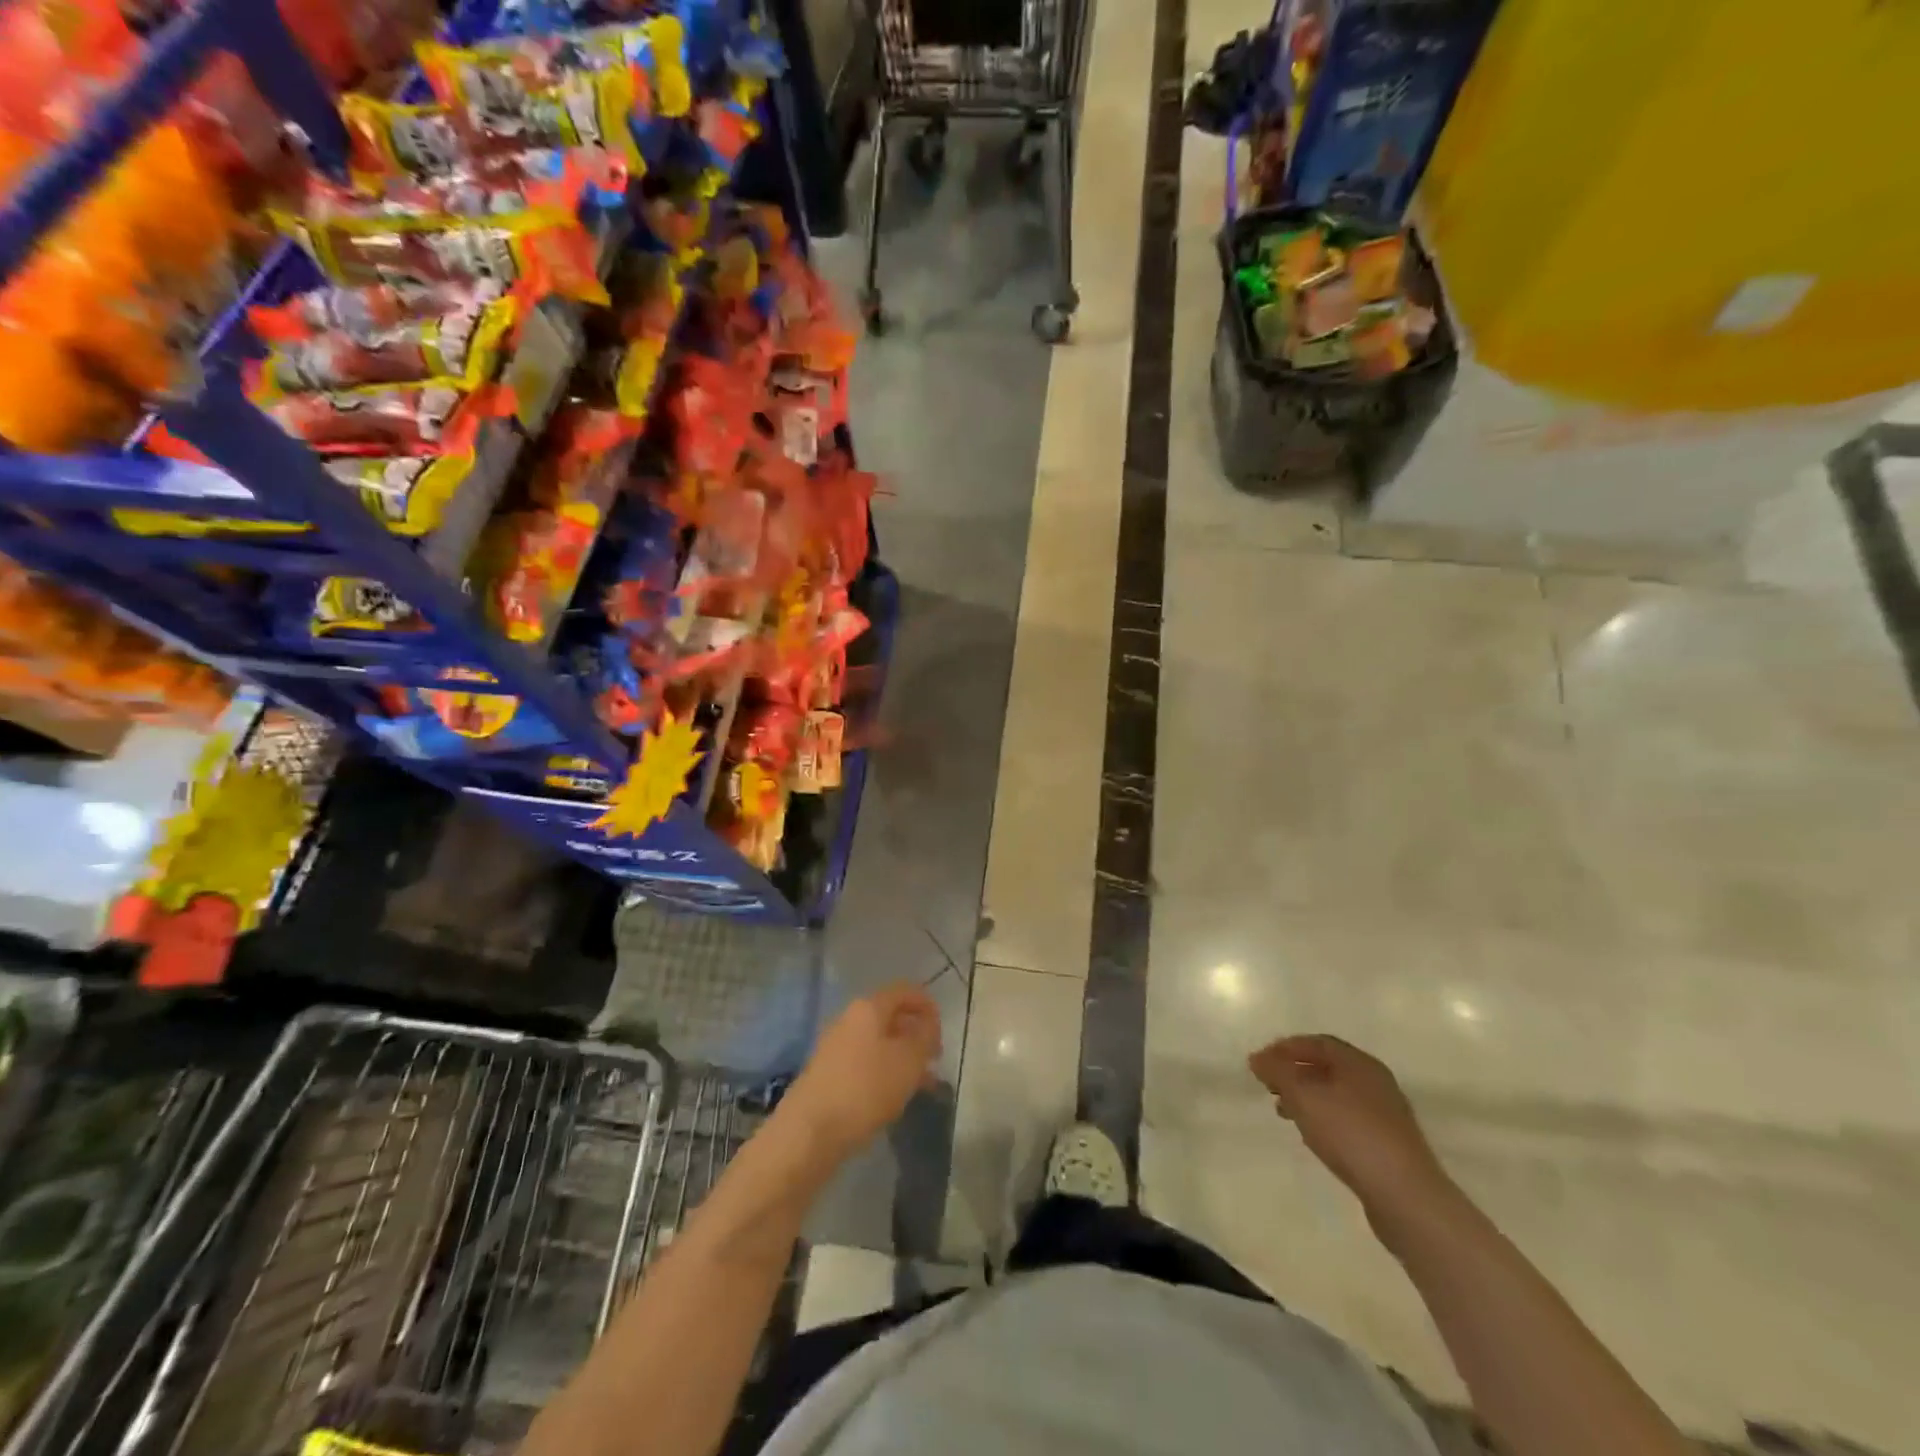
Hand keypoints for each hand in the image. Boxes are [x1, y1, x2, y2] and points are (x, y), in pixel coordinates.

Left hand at [780, 984, 941, 1158]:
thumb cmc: (866, 1088)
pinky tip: (895, 1095)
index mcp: (869, 1007)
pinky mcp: (828, 1072)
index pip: (905, 991)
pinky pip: (865, 1061)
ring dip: (902, 1056)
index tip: (942, 1033)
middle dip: (916, 1033)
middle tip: (934, 1058)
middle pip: (890, 1015)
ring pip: (879, 1041)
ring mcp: (836, 1045)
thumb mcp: (909, 1061)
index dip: (928, 1006)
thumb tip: (927, 1026)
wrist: (810, 1130)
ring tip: (922, 1083)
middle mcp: (849, 1019)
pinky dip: (885, 1071)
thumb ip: (924, 1038)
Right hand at [1248, 1034, 1451, 1223]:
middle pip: (1328, 1067)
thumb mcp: (1304, 1097)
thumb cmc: (1350, 1133)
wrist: (1405, 1196)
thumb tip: (1257, 1058)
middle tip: (1269, 1085)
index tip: (1260, 1061)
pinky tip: (1312, 1136)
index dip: (1286, 1047)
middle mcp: (1375, 1082)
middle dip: (1295, 1073)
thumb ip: (1277, 1072)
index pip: (1317, 1043)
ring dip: (1307, 1097)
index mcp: (1359, 1063)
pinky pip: (1347, 1119)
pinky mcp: (1388, 1144)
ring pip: (1336, 1094)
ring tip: (1284, 1112)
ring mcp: (1385, 1114)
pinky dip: (1324, 1118)